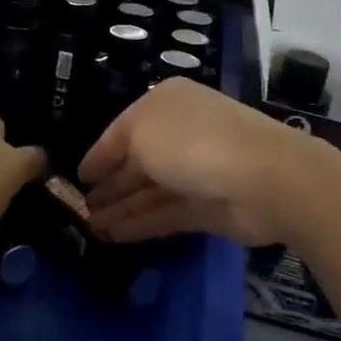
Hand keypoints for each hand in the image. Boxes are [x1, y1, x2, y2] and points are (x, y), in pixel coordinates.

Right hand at [77, 79, 336, 247]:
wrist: (263, 178)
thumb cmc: (192, 142)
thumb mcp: (140, 131)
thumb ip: (117, 150)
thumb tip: (109, 169)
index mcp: (165, 103)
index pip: (122, 128)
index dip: (99, 153)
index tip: (77, 177)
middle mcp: (179, 133)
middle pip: (137, 160)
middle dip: (110, 183)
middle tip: (79, 207)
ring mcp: (195, 171)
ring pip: (149, 190)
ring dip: (120, 207)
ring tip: (89, 228)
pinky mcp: (206, 207)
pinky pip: (164, 214)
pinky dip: (139, 224)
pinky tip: (113, 236)